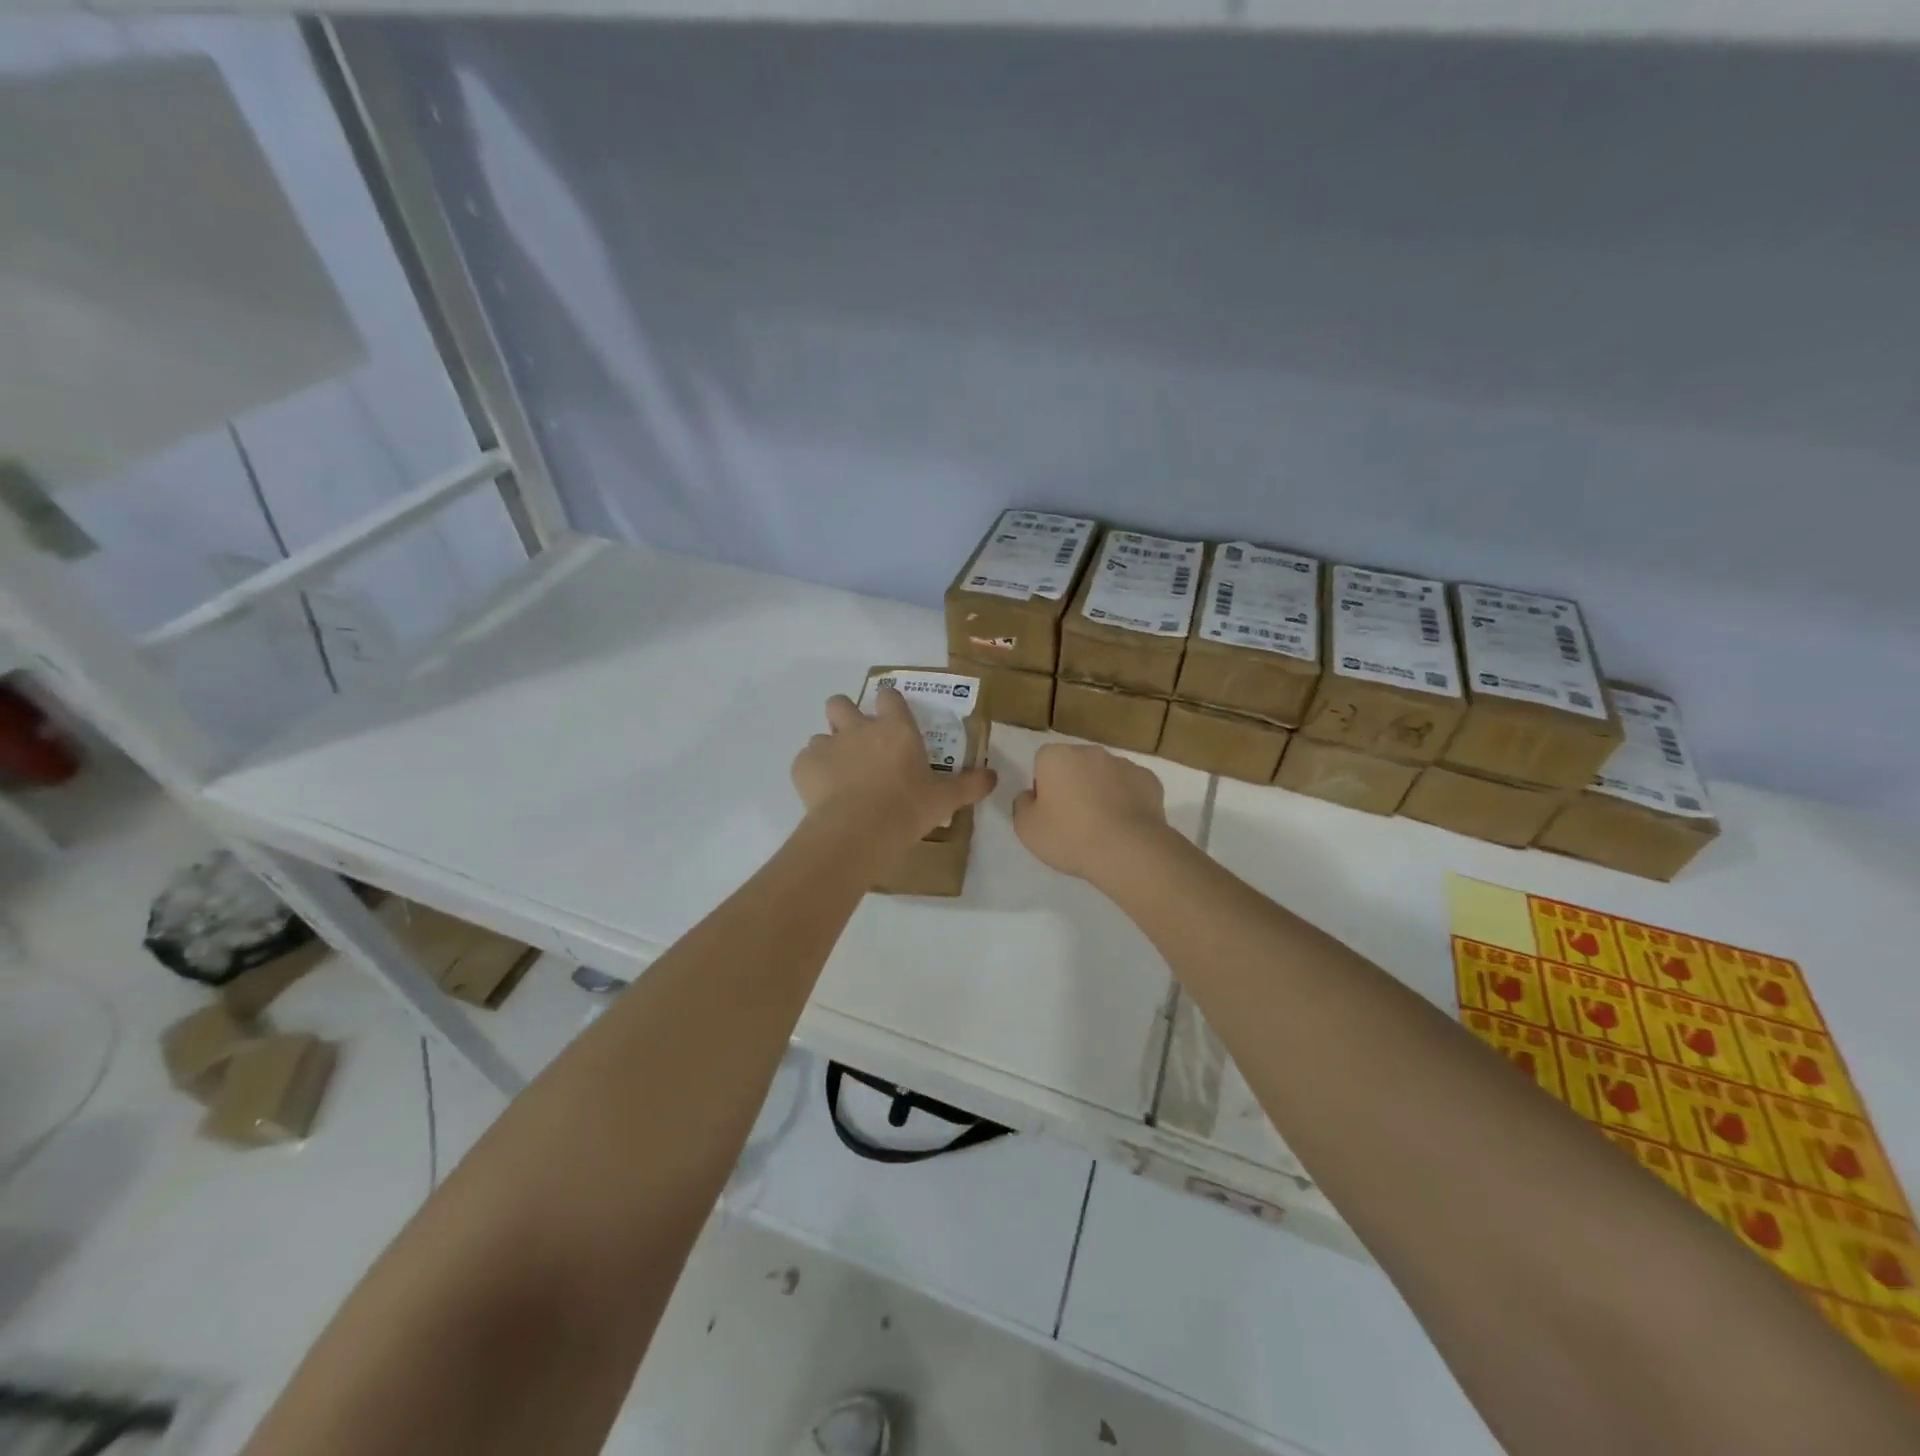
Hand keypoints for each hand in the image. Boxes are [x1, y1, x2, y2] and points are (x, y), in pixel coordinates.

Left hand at [792, 688, 996, 845]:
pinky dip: (811, 773)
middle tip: (857, 742)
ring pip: (820, 734)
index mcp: (896, 729)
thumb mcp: (945, 799)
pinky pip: (804, 760)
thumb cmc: (907, 809)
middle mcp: (859, 728)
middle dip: (844, 715)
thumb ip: (969, 785)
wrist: (858, 831)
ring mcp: (827, 745)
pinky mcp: (803, 766)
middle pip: (841, 702)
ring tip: (839, 776)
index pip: (890, 696)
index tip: (892, 718)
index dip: (890, 703)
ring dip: (828, 749)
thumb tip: (994, 776)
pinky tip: (822, 795)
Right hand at [1012, 742, 1170, 883]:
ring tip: (1102, 826)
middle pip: (1075, 764)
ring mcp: (1124, 764)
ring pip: (1105, 775)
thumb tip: (1031, 795)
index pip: (1043, 761)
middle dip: (1073, 784)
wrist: (1127, 851)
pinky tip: (1125, 826)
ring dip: (1101, 791)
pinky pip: (1131, 787)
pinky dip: (1127, 800)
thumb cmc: (1069, 836)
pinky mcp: (1150, 780)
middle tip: (1073, 820)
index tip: (1049, 811)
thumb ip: (1022, 804)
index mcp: (1057, 756)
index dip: (1044, 785)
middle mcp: (1090, 752)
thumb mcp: (1026, 828)